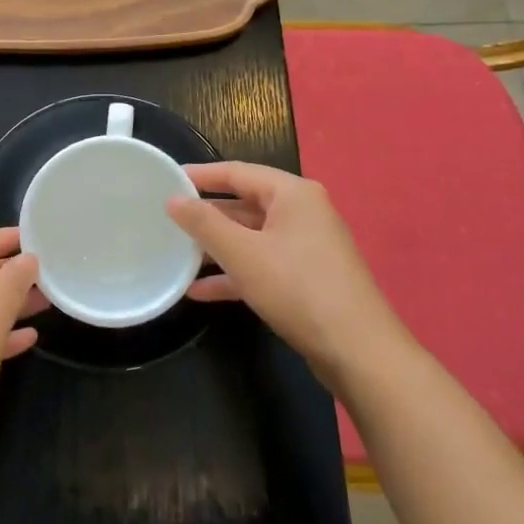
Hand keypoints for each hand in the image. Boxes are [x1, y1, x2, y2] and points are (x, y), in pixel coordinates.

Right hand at [165, 161, 410, 377]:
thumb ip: (204, 223)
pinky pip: (261, 265)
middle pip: (244, 205)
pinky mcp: (305, 279)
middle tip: (166, 220)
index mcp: (293, 194)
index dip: (200, 175)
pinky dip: (234, 274)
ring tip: (176, 255)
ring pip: (250, 238)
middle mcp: (302, 213)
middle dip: (206, 216)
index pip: (237, 172)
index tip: (166, 179)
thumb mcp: (242, 253)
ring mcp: (306, 247)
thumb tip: (173, 199)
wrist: (358, 352)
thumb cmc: (298, 289)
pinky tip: (200, 291)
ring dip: (216, 248)